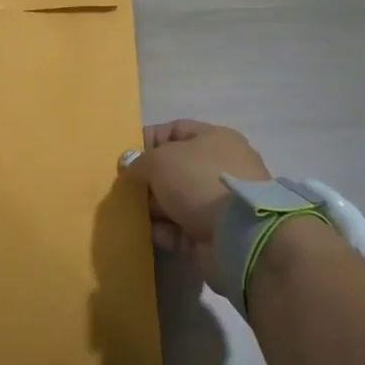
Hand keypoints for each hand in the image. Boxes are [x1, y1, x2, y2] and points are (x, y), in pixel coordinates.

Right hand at [120, 120, 269, 264]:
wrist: (239, 234)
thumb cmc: (198, 180)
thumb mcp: (159, 160)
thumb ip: (138, 161)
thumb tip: (129, 168)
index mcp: (214, 138)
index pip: (174, 130)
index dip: (148, 140)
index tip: (126, 157)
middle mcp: (220, 166)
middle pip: (174, 168)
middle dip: (148, 179)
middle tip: (125, 189)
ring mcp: (220, 201)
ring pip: (176, 200)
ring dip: (154, 208)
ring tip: (132, 214)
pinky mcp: (217, 232)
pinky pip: (183, 227)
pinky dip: (166, 231)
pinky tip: (151, 234)